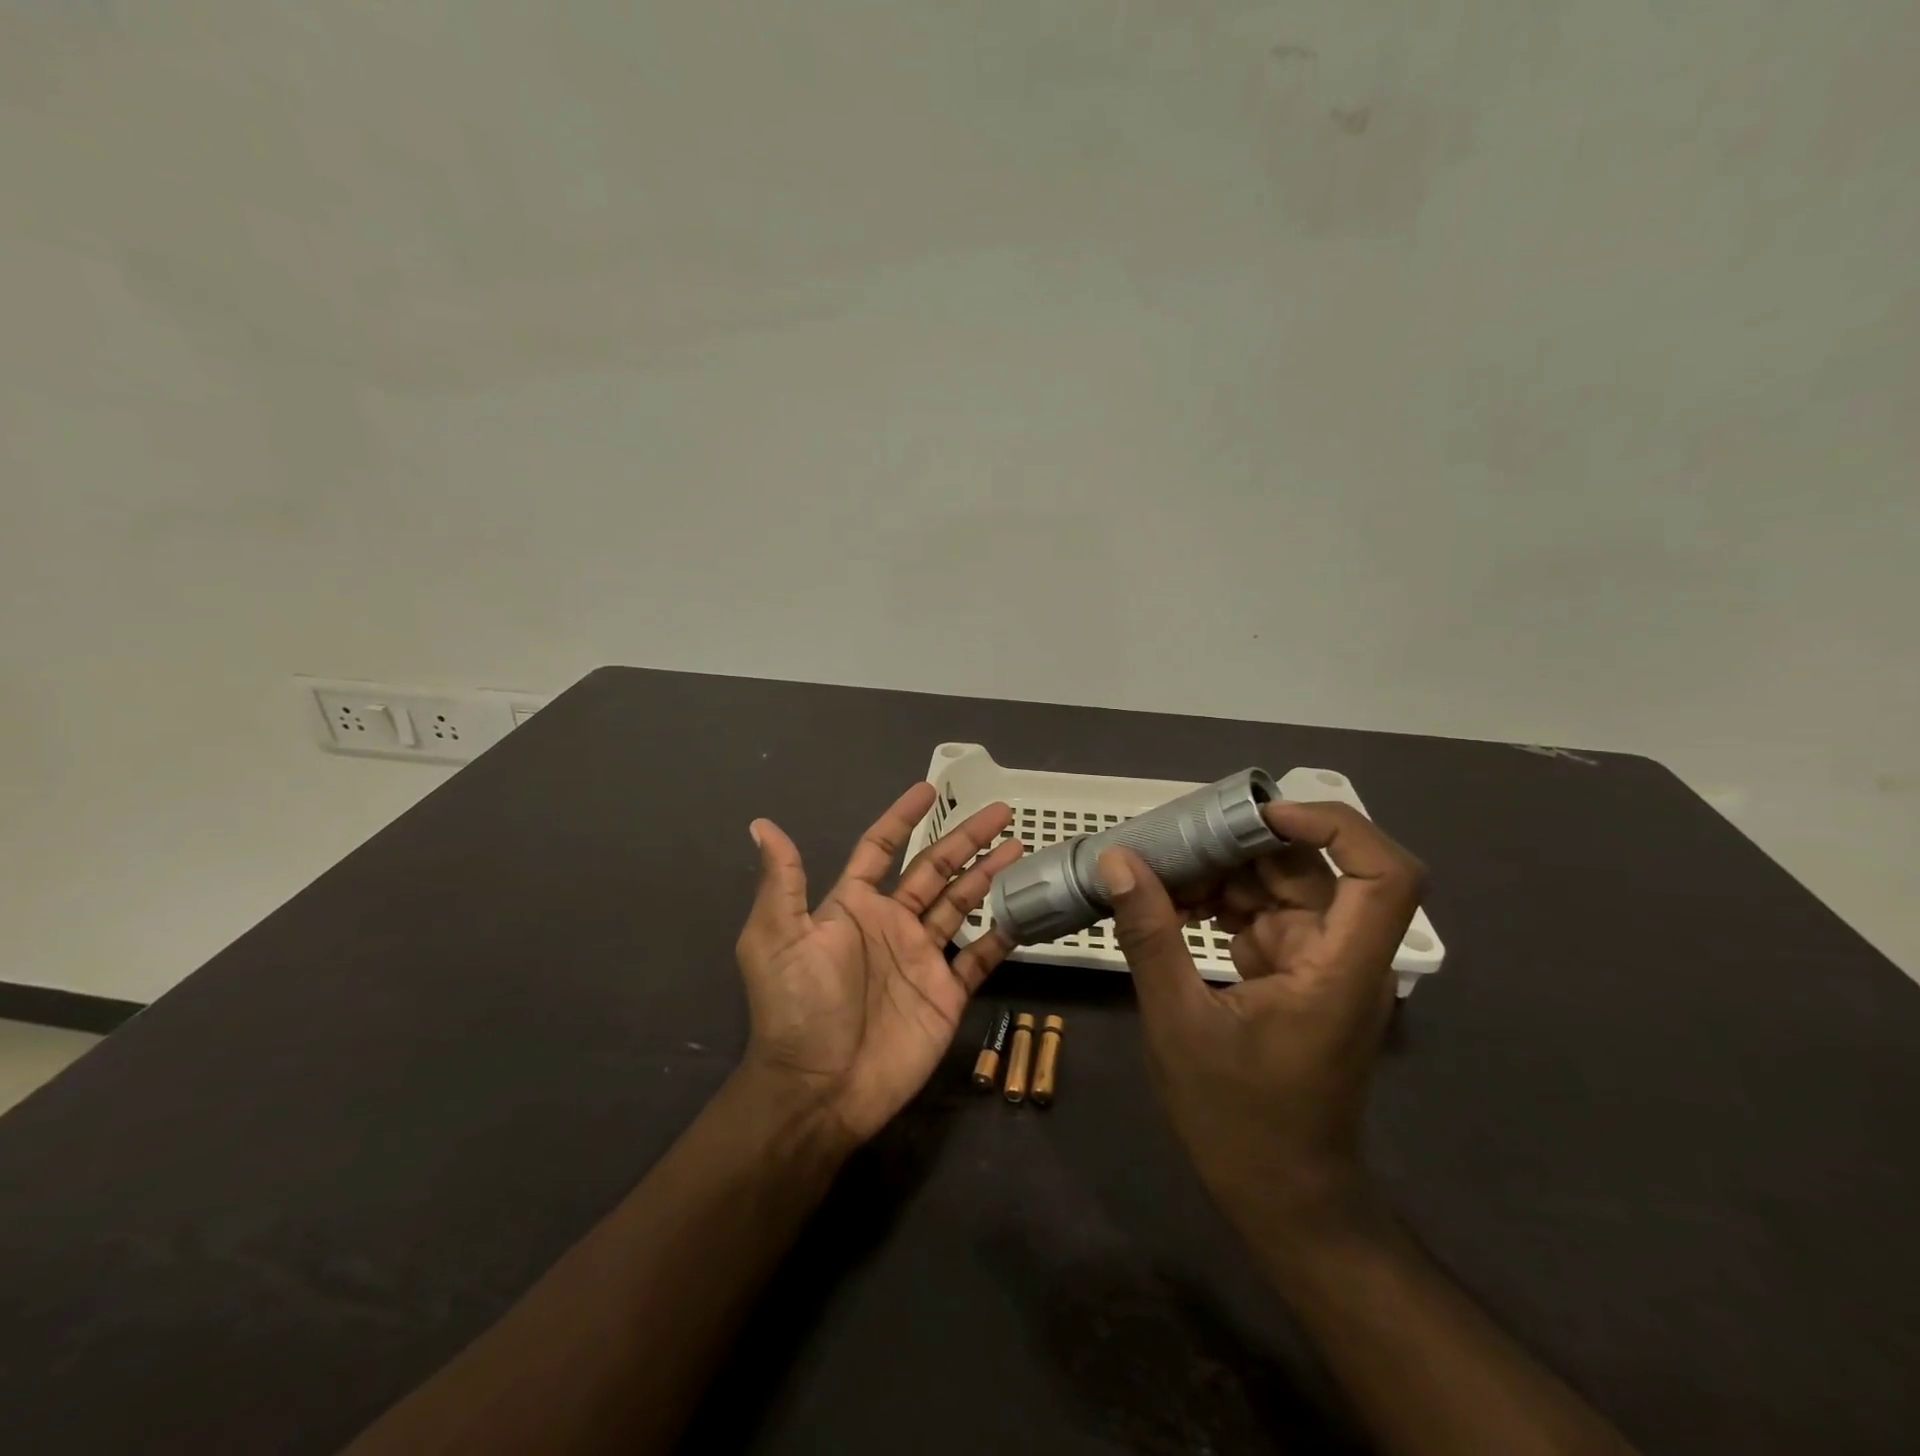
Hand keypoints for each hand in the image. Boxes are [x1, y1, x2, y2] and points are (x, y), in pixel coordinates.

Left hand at [735, 783, 1023, 1144]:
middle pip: (934, 868)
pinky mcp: (946, 992)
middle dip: (965, 838)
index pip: (881, 848)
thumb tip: (762, 824)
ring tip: (1018, 846)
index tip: (928, 790)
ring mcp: (922, 957)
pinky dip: (1002, 935)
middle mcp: (891, 923)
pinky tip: (1024, 911)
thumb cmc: (797, 1006)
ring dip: (988, 874)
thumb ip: (783, 881)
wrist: (821, 1088)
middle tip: (1000, 811)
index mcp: (852, 906)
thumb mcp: (777, 938)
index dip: (903, 818)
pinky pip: (980, 956)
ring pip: (962, 903)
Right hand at [1099, 801, 1424, 1229]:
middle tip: (1171, 837)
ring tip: (1156, 869)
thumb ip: (1150, 936)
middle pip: (1313, 869)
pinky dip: (1218, 905)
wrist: (1282, 1199)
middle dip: (1243, 845)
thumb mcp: (1178, 1023)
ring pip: (1280, 888)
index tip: (1261, 815)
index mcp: (1339, 968)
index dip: (1334, 826)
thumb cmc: (1238, 1121)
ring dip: (1222, 873)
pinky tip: (1168, 906)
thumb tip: (1119, 861)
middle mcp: (1341, 956)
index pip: (1382, 874)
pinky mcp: (1294, 976)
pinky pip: (1260, 917)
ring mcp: (1318, 965)